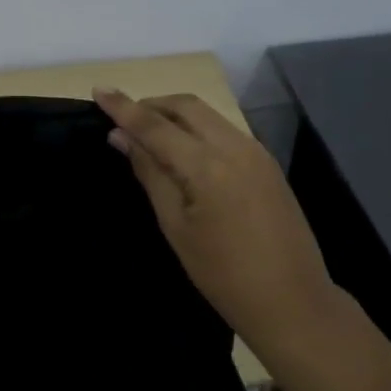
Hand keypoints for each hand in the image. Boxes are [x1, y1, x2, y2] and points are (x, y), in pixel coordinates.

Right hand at [94, 88, 335, 352]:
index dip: (124, 107)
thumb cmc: (223, 274)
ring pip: (208, 115)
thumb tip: (121, 137)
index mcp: (208, 165)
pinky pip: (224, 130)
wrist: (292, 300)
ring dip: (175, 114)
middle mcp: (235, 146)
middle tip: (123, 119)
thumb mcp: (176, 227)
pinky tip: (184, 150)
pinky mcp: (267, 163)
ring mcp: (256, 152)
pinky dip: (198, 129)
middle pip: (186, 106)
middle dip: (152, 104)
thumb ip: (150, 174)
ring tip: (149, 133)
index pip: (156, 125)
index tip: (98, 90)